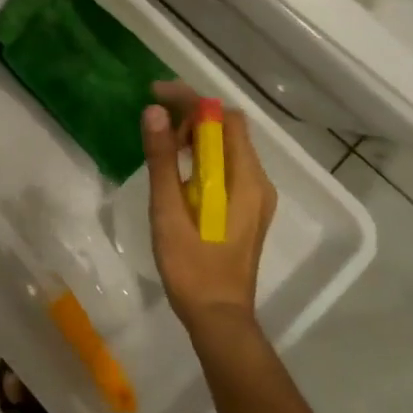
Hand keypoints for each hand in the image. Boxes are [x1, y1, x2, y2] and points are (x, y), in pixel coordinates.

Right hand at [142, 80, 278, 337]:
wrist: (218, 318)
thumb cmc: (192, 267)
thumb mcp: (169, 211)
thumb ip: (163, 160)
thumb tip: (153, 112)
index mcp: (245, 180)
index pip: (225, 119)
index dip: (191, 100)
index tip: (155, 94)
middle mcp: (258, 182)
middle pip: (230, 128)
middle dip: (193, 113)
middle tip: (154, 118)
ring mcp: (256, 196)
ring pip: (229, 146)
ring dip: (198, 133)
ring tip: (161, 139)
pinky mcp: (247, 208)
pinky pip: (229, 165)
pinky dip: (204, 154)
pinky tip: (178, 165)